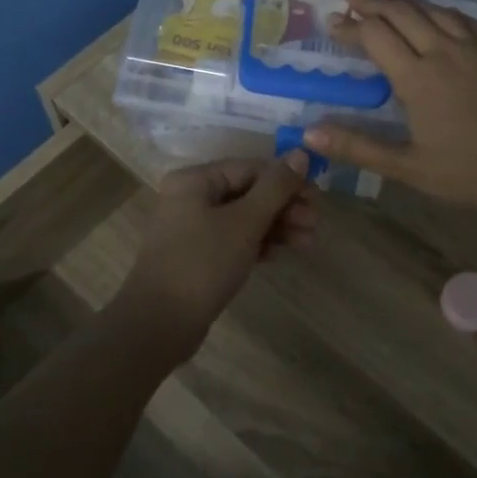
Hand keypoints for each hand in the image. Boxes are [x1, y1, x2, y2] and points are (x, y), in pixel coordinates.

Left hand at [114, 152, 316, 350]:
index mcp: (195, 180)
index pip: (250, 168)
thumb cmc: (203, 263)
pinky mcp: (198, 256)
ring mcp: (192, 228)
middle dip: (284, 206)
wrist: (159, 324)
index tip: (316, 198)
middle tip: (315, 223)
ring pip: (243, 218)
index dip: (286, 180)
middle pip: (248, 192)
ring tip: (307, 242)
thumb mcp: (245, 221)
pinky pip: (234, 239)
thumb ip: (276, 187)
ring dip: (276, 226)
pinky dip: (258, 243)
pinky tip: (279, 254)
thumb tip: (301, 153)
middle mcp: (190, 197)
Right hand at [303, 0, 476, 219]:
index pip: (375, 37)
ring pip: (433, 10)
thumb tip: (310, 133)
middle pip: (401, 13)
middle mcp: (443, 52)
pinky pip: (464, 19)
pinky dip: (442, 9)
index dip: (350, 26)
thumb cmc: (468, 173)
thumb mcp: (407, 167)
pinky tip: (438, 10)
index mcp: (417, 78)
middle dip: (372, 2)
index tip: (331, 21)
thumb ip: (358, 147)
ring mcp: (474, 48)